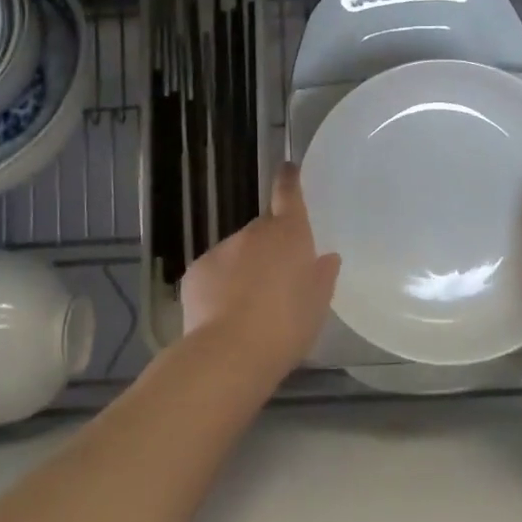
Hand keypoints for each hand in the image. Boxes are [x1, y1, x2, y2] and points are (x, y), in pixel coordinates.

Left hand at [179, 163, 341, 378]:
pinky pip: (214, 272)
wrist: (230, 353)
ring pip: (237, 252)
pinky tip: (224, 314)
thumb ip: (322, 275)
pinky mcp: (196, 271)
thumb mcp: (318, 304)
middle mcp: (253, 233)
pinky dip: (220, 285)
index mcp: (289, 234)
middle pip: (264, 230)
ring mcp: (221, 249)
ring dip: (245, 268)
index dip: (289, 180)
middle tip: (278, 279)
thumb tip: (326, 258)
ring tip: (250, 305)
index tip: (288, 169)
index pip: (288, 194)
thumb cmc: (286, 326)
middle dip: (270, 247)